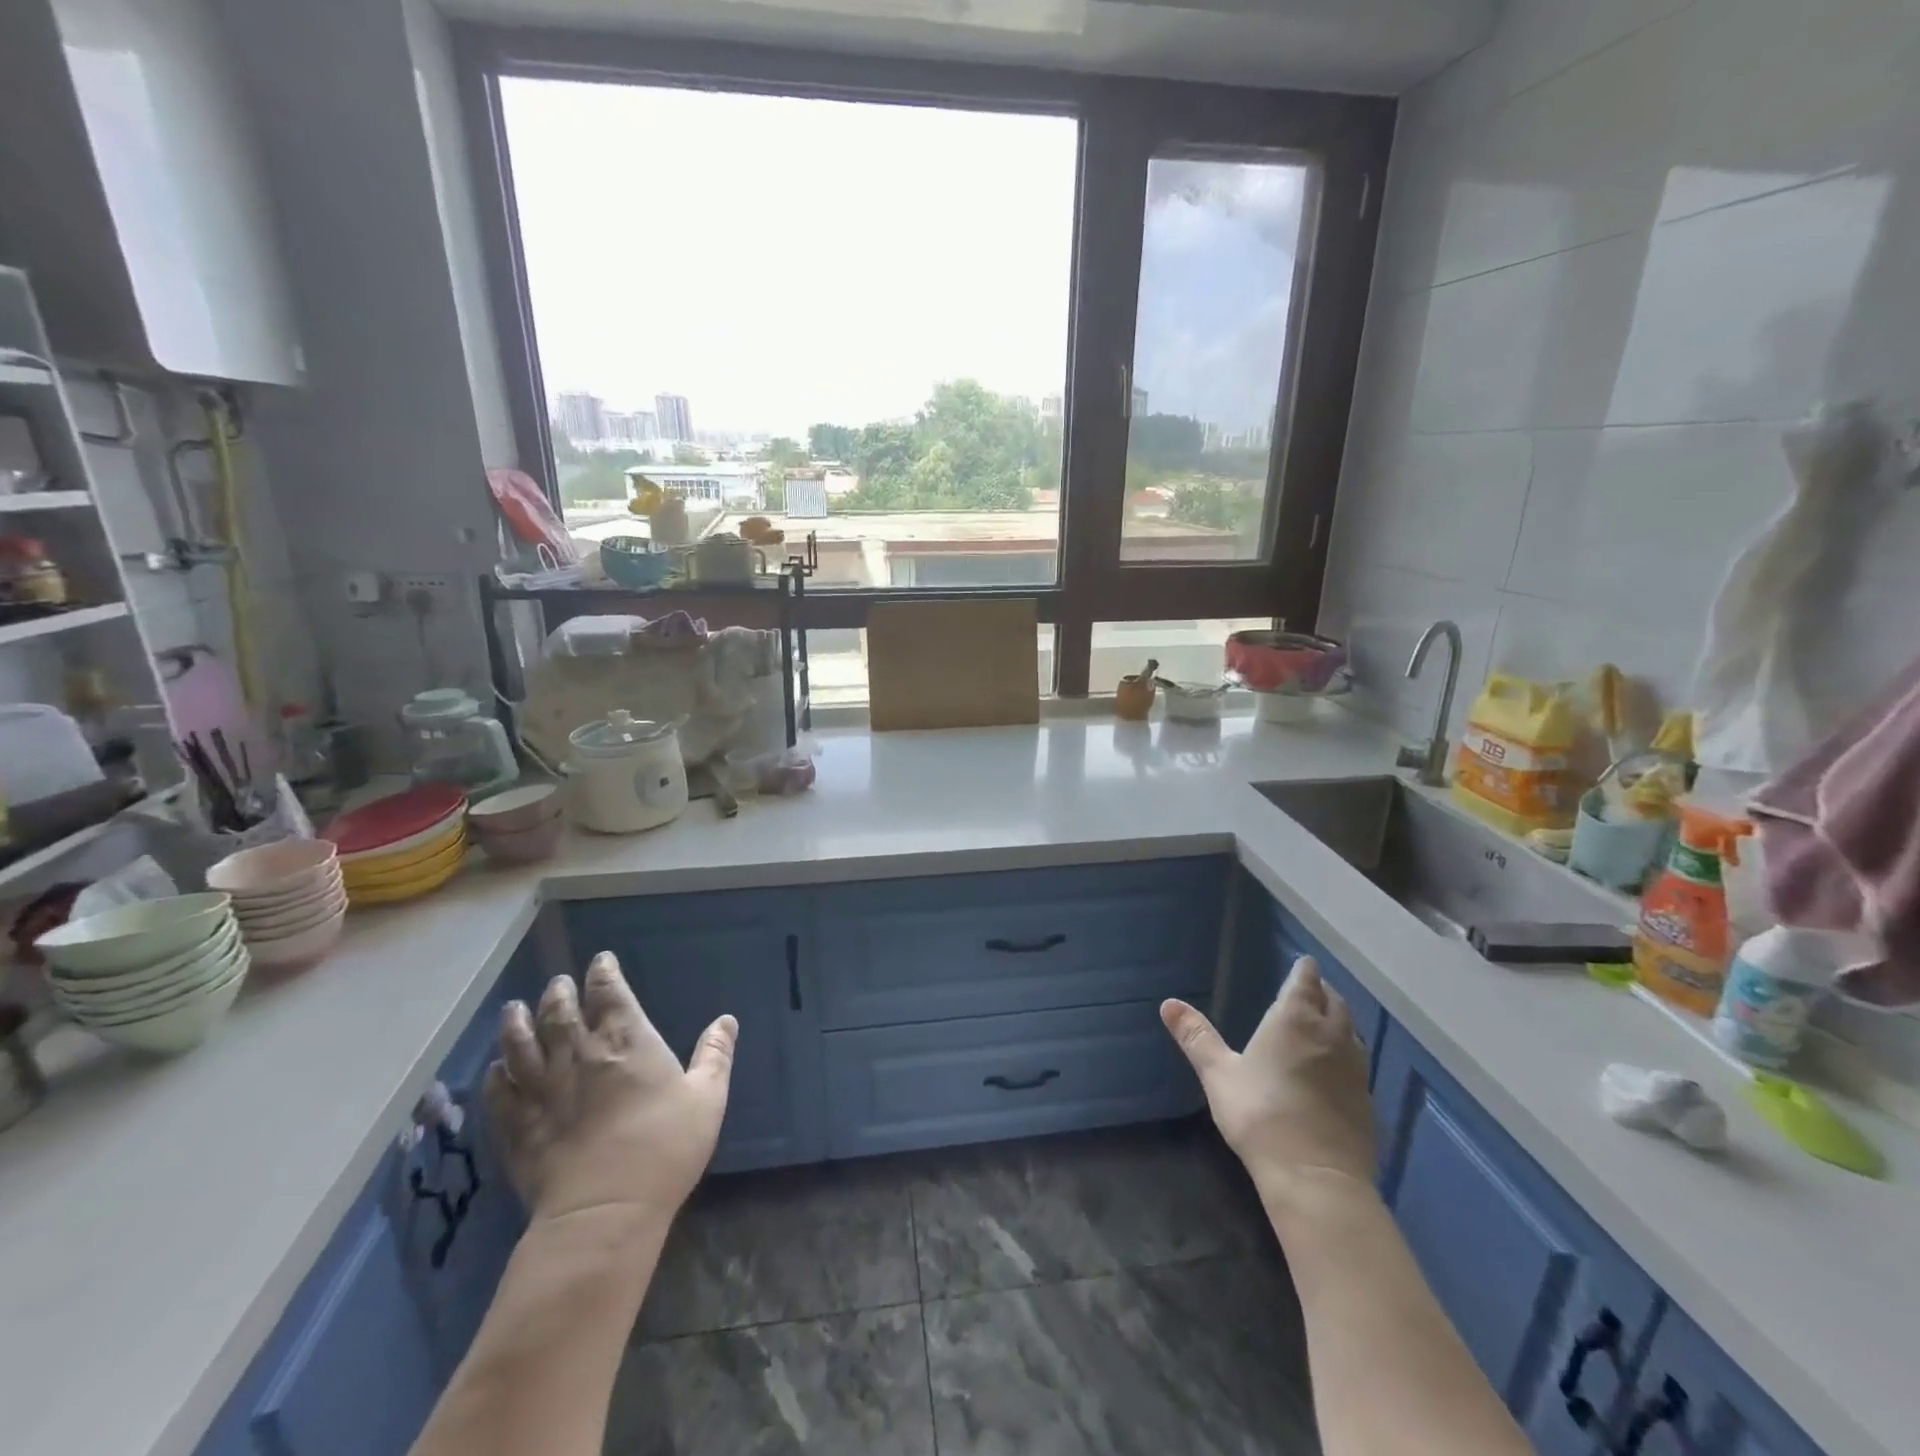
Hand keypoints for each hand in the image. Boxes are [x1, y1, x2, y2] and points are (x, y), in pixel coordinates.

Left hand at [485, 952, 735, 1227]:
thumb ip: (715, 1055)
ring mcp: (542, 1090)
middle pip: (560, 1012)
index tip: (600, 961)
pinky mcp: (518, 1127)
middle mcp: (579, 1055)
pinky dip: (495, 1075)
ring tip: (513, 1009)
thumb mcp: (707, 1098)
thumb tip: (726, 1019)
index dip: (604, 973)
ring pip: (520, 1045)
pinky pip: (498, 1092)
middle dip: (559, 992)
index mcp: (627, 1041)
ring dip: (516, 1023)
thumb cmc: (665, 1147)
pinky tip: (496, 1069)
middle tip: (557, 983)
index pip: (610, 992)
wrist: (605, 1210)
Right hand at [1162, 956, 1375, 1203]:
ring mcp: (1355, 1068)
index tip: (1301, 963)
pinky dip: (1346, 1053)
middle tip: (1309, 989)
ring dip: (1338, 1020)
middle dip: (1321, 991)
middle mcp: (1330, 1034)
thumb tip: (1168, 1003)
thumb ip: (1196, 1036)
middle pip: (1334, 1001)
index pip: (1305, 980)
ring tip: (1323, 1022)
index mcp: (1294, 1019)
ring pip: (1351, 1030)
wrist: (1315, 1177)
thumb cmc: (1261, 1115)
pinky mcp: (1367, 1100)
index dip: (1303, 970)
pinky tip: (1335, 1067)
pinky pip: (1358, 1062)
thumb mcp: (1218, 1074)